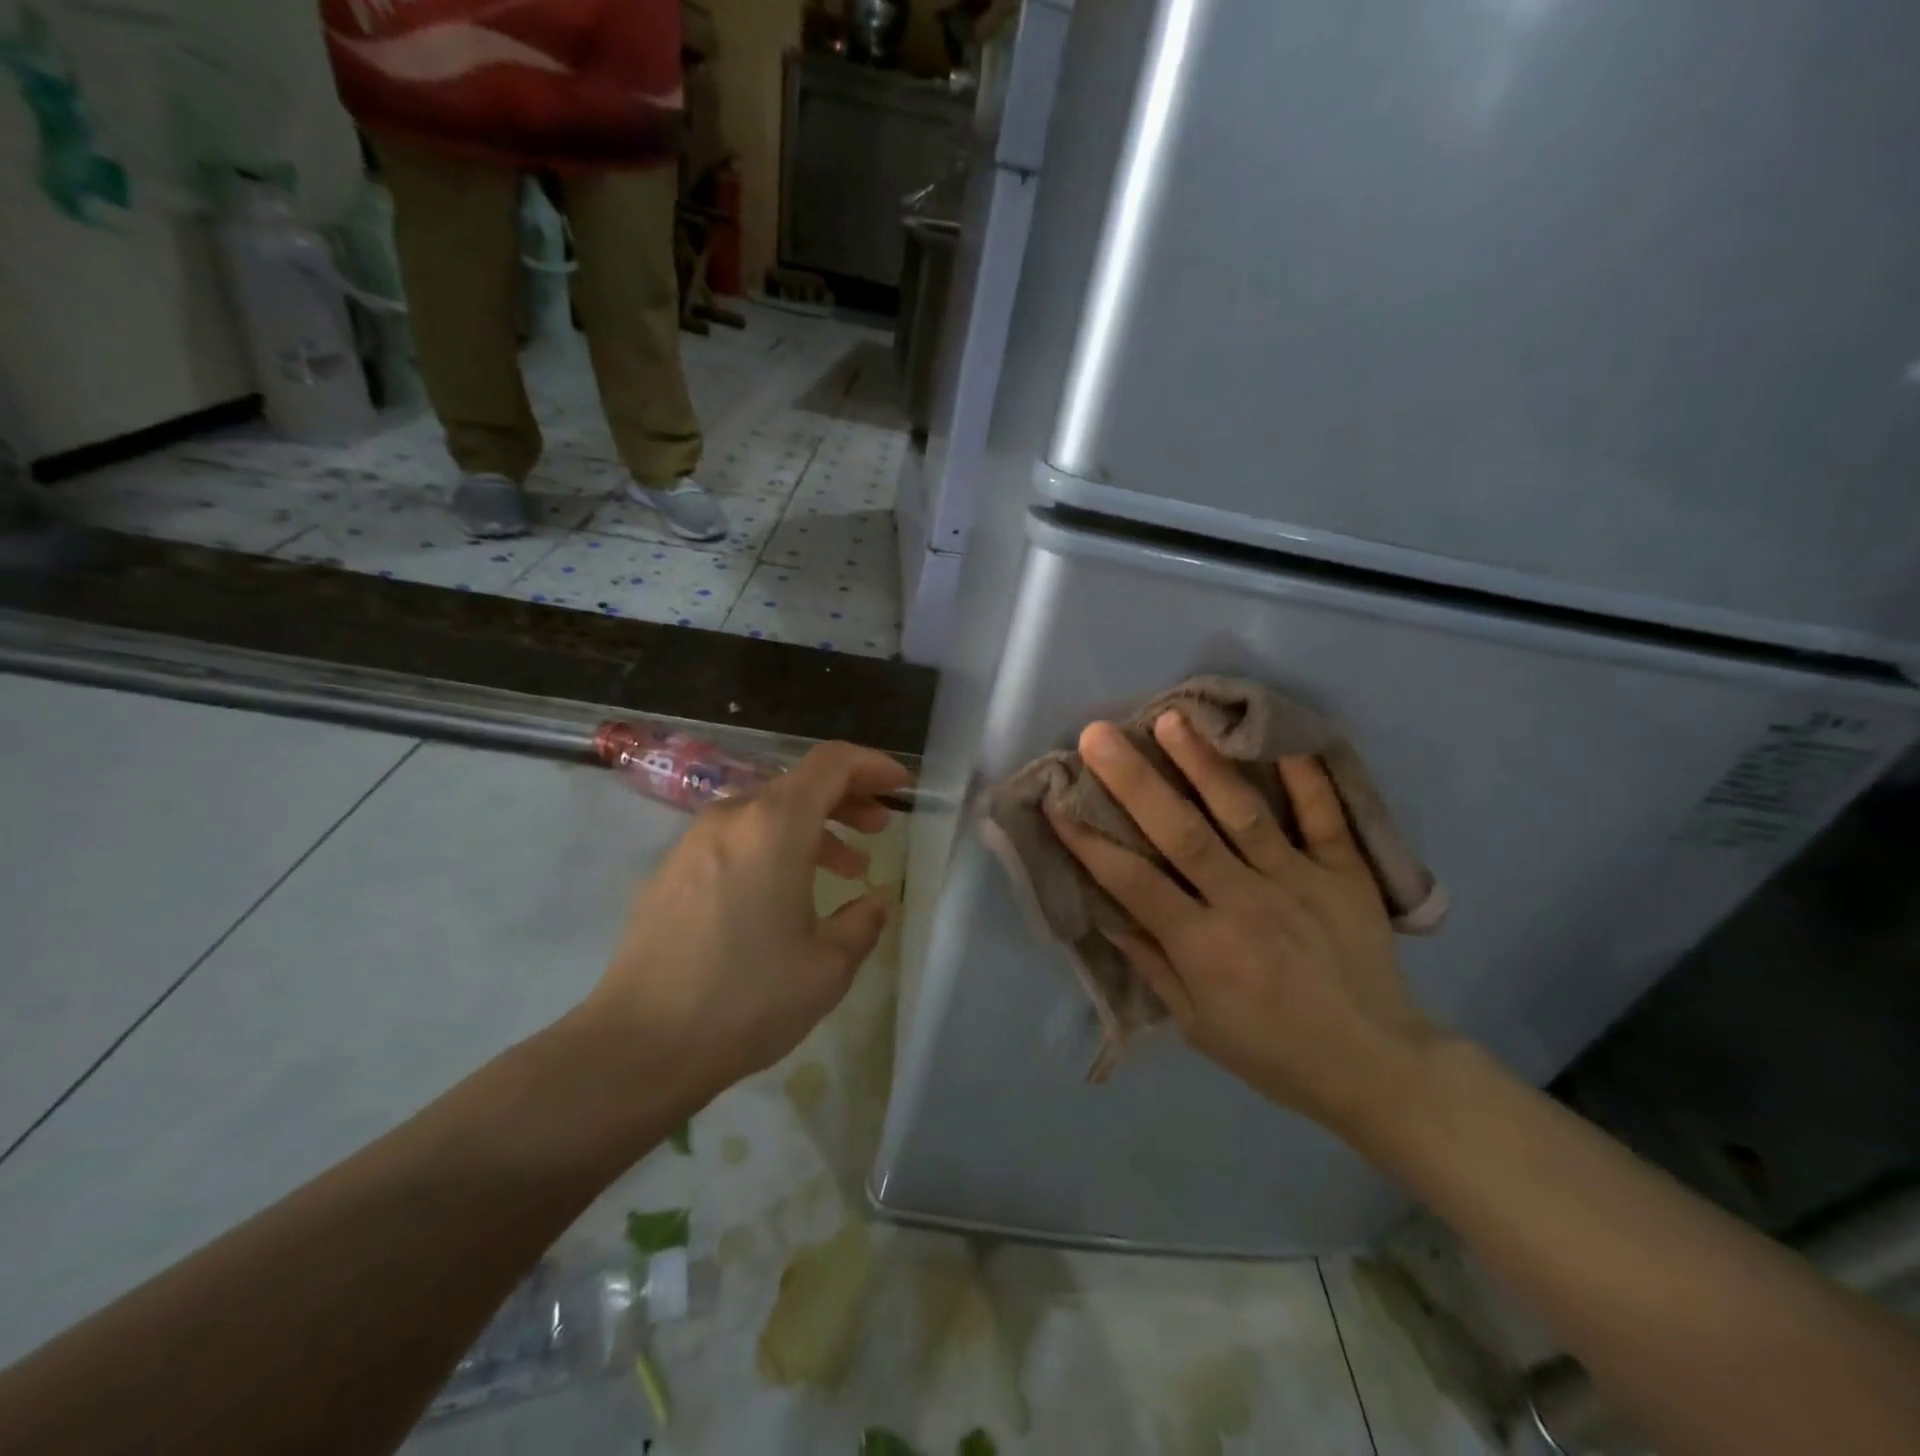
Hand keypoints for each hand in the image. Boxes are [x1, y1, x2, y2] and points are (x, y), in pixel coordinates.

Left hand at [580, 741, 908, 1101]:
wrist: (639, 1045)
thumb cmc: (747, 998)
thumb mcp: (827, 966)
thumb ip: (864, 922)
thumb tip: (877, 902)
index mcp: (774, 826)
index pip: (831, 763)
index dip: (872, 766)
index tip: (899, 788)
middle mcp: (732, 818)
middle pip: (799, 783)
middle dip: (847, 798)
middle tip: (879, 828)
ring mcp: (694, 842)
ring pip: (767, 812)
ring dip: (813, 828)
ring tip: (846, 867)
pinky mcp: (671, 871)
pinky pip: (737, 838)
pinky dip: (774, 847)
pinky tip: (787, 893)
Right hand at [1046, 712, 1436, 1131]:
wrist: (1376, 1066)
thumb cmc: (1271, 1049)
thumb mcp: (1195, 1022)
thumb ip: (1150, 961)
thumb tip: (1106, 910)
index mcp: (1204, 946)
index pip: (1134, 882)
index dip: (1089, 841)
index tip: (1056, 801)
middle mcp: (1246, 903)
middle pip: (1181, 832)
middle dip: (1134, 780)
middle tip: (1098, 734)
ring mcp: (1300, 881)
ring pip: (1243, 812)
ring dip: (1203, 762)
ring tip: (1172, 718)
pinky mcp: (1345, 873)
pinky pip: (1325, 817)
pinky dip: (1308, 775)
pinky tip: (1281, 736)